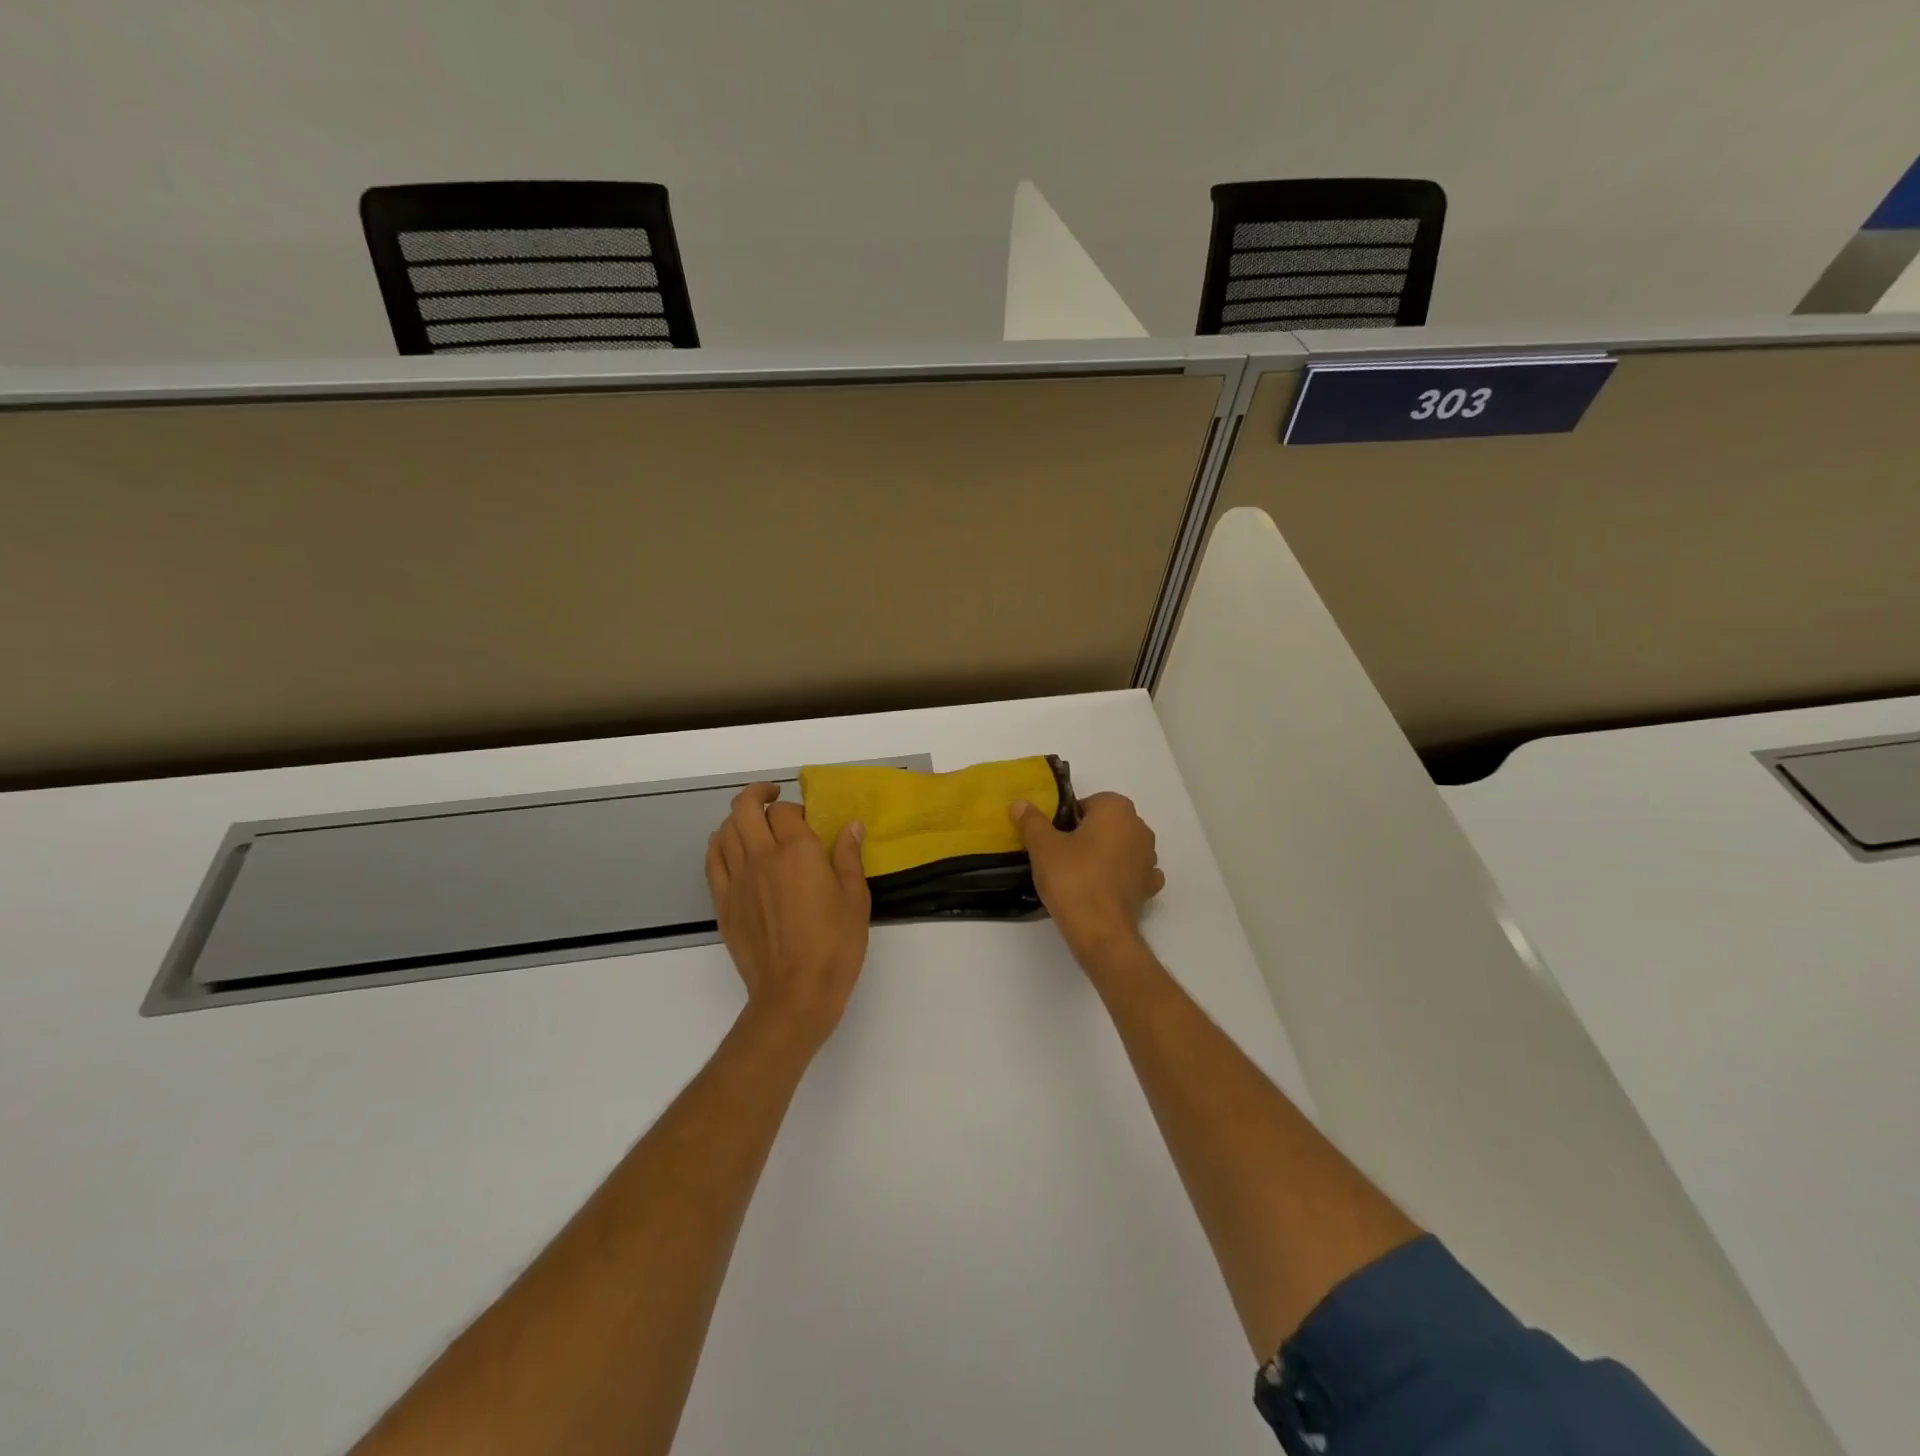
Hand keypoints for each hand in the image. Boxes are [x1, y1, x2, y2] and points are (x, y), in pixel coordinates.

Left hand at [706, 783, 870, 1052]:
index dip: (797, 808)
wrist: (794, 993)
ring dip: (739, 817)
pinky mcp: (723, 902)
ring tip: (754, 823)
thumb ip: (849, 856)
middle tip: (774, 797)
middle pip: (745, 808)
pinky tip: (733, 848)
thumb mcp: (856, 898)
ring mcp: (737, 879)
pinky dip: (720, 843)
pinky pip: (712, 859)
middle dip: (758, 794)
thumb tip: (850, 825)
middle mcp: (762, 856)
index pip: (787, 810)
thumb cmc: (834, 945)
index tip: (809, 820)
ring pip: (725, 829)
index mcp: (798, 851)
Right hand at [1011, 792, 1164, 966]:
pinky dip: (1118, 877)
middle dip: (1087, 835)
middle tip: (1061, 855)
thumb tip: (1020, 804)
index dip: (1067, 819)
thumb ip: (1032, 821)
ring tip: (1078, 875)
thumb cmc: (1072, 878)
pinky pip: (1131, 873)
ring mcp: (1149, 859)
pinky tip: (1101, 889)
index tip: (1053, 838)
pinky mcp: (1149, 887)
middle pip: (1106, 824)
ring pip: (1121, 847)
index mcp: (1117, 809)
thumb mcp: (1043, 846)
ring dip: (1105, 855)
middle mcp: (1139, 828)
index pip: (1088, 803)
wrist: (1100, 931)